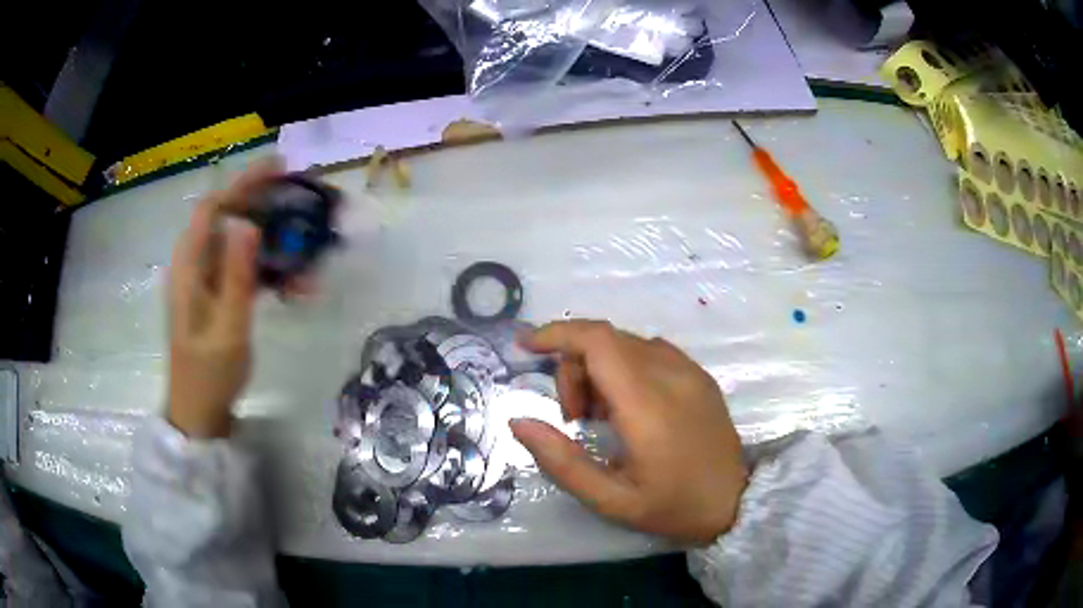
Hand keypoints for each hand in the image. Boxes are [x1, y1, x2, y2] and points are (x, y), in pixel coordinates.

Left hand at [166, 160, 280, 437]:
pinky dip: (267, 268)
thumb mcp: (228, 328)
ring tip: (305, 245)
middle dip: (262, 204)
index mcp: (188, 267)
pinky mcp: (215, 295)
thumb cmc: (209, 375)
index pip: (213, 208)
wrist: (198, 413)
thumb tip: (246, 222)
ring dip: (271, 240)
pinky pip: (242, 268)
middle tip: (300, 199)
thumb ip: (236, 275)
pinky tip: (293, 282)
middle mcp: (193, 265)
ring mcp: (204, 281)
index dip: (244, 183)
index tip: (279, 169)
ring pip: (237, 242)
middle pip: (227, 218)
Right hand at [511, 320, 746, 545]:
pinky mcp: (699, 375)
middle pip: (606, 339)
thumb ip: (561, 461)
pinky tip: (629, 407)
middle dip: (574, 367)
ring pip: (626, 343)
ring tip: (601, 418)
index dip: (557, 334)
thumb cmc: (673, 507)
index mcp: (648, 404)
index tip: (526, 348)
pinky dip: (624, 368)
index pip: (598, 341)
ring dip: (598, 369)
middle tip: (574, 417)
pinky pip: (650, 352)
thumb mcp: (610, 500)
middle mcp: (671, 374)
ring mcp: (690, 370)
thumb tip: (518, 421)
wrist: (736, 503)